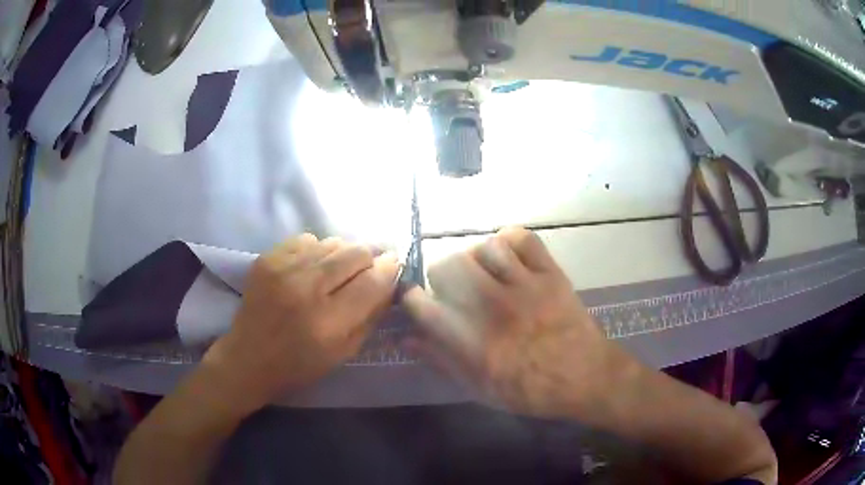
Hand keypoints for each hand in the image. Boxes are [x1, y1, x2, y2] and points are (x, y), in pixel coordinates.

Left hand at [203, 234, 400, 413]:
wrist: (248, 358)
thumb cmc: (299, 365)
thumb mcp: (345, 352)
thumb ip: (371, 315)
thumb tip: (389, 280)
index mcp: (329, 322)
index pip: (373, 280)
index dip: (389, 268)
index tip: (393, 264)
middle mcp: (306, 289)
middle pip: (355, 253)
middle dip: (368, 259)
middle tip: (364, 271)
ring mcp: (283, 269)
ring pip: (332, 242)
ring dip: (342, 255)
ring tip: (335, 272)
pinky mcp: (267, 259)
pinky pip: (307, 239)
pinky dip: (316, 251)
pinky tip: (310, 268)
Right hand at [403, 227, 634, 418]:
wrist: (587, 378)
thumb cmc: (532, 390)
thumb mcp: (482, 388)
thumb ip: (444, 361)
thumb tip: (409, 339)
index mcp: (474, 341)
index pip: (425, 305)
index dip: (412, 298)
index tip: (417, 300)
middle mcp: (495, 307)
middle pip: (450, 266)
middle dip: (441, 274)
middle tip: (453, 288)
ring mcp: (525, 286)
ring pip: (485, 248)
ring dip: (477, 258)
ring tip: (484, 273)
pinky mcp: (550, 274)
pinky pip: (524, 239)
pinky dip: (510, 240)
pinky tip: (510, 257)